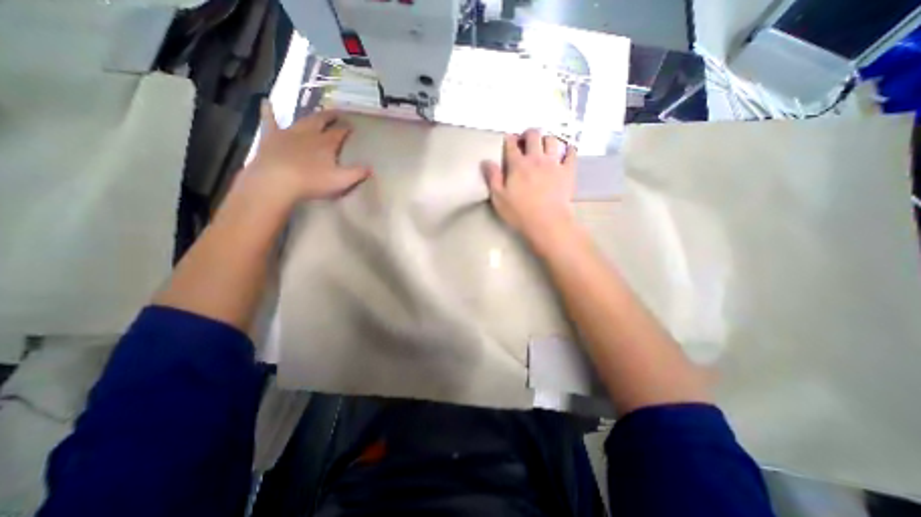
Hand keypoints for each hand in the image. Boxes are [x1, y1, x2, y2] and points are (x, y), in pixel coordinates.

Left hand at [245, 101, 373, 206]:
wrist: (277, 181)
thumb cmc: (312, 182)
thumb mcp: (341, 181)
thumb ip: (357, 173)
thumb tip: (371, 168)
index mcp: (326, 143)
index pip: (339, 133)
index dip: (346, 129)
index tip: (351, 127)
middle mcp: (309, 134)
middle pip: (322, 121)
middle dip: (331, 116)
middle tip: (337, 113)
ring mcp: (289, 133)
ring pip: (302, 120)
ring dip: (310, 115)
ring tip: (316, 109)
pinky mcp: (271, 137)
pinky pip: (270, 120)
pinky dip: (269, 111)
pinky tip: (266, 102)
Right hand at [482, 130, 572, 247]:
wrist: (547, 222)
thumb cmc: (520, 212)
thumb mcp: (499, 198)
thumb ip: (492, 178)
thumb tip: (485, 161)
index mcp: (517, 165)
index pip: (512, 145)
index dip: (509, 139)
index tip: (508, 139)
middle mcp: (536, 159)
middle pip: (533, 136)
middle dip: (528, 133)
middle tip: (526, 139)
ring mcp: (553, 163)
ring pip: (552, 140)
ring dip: (547, 139)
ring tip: (544, 144)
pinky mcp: (567, 171)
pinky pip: (571, 153)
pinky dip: (569, 149)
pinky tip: (566, 151)